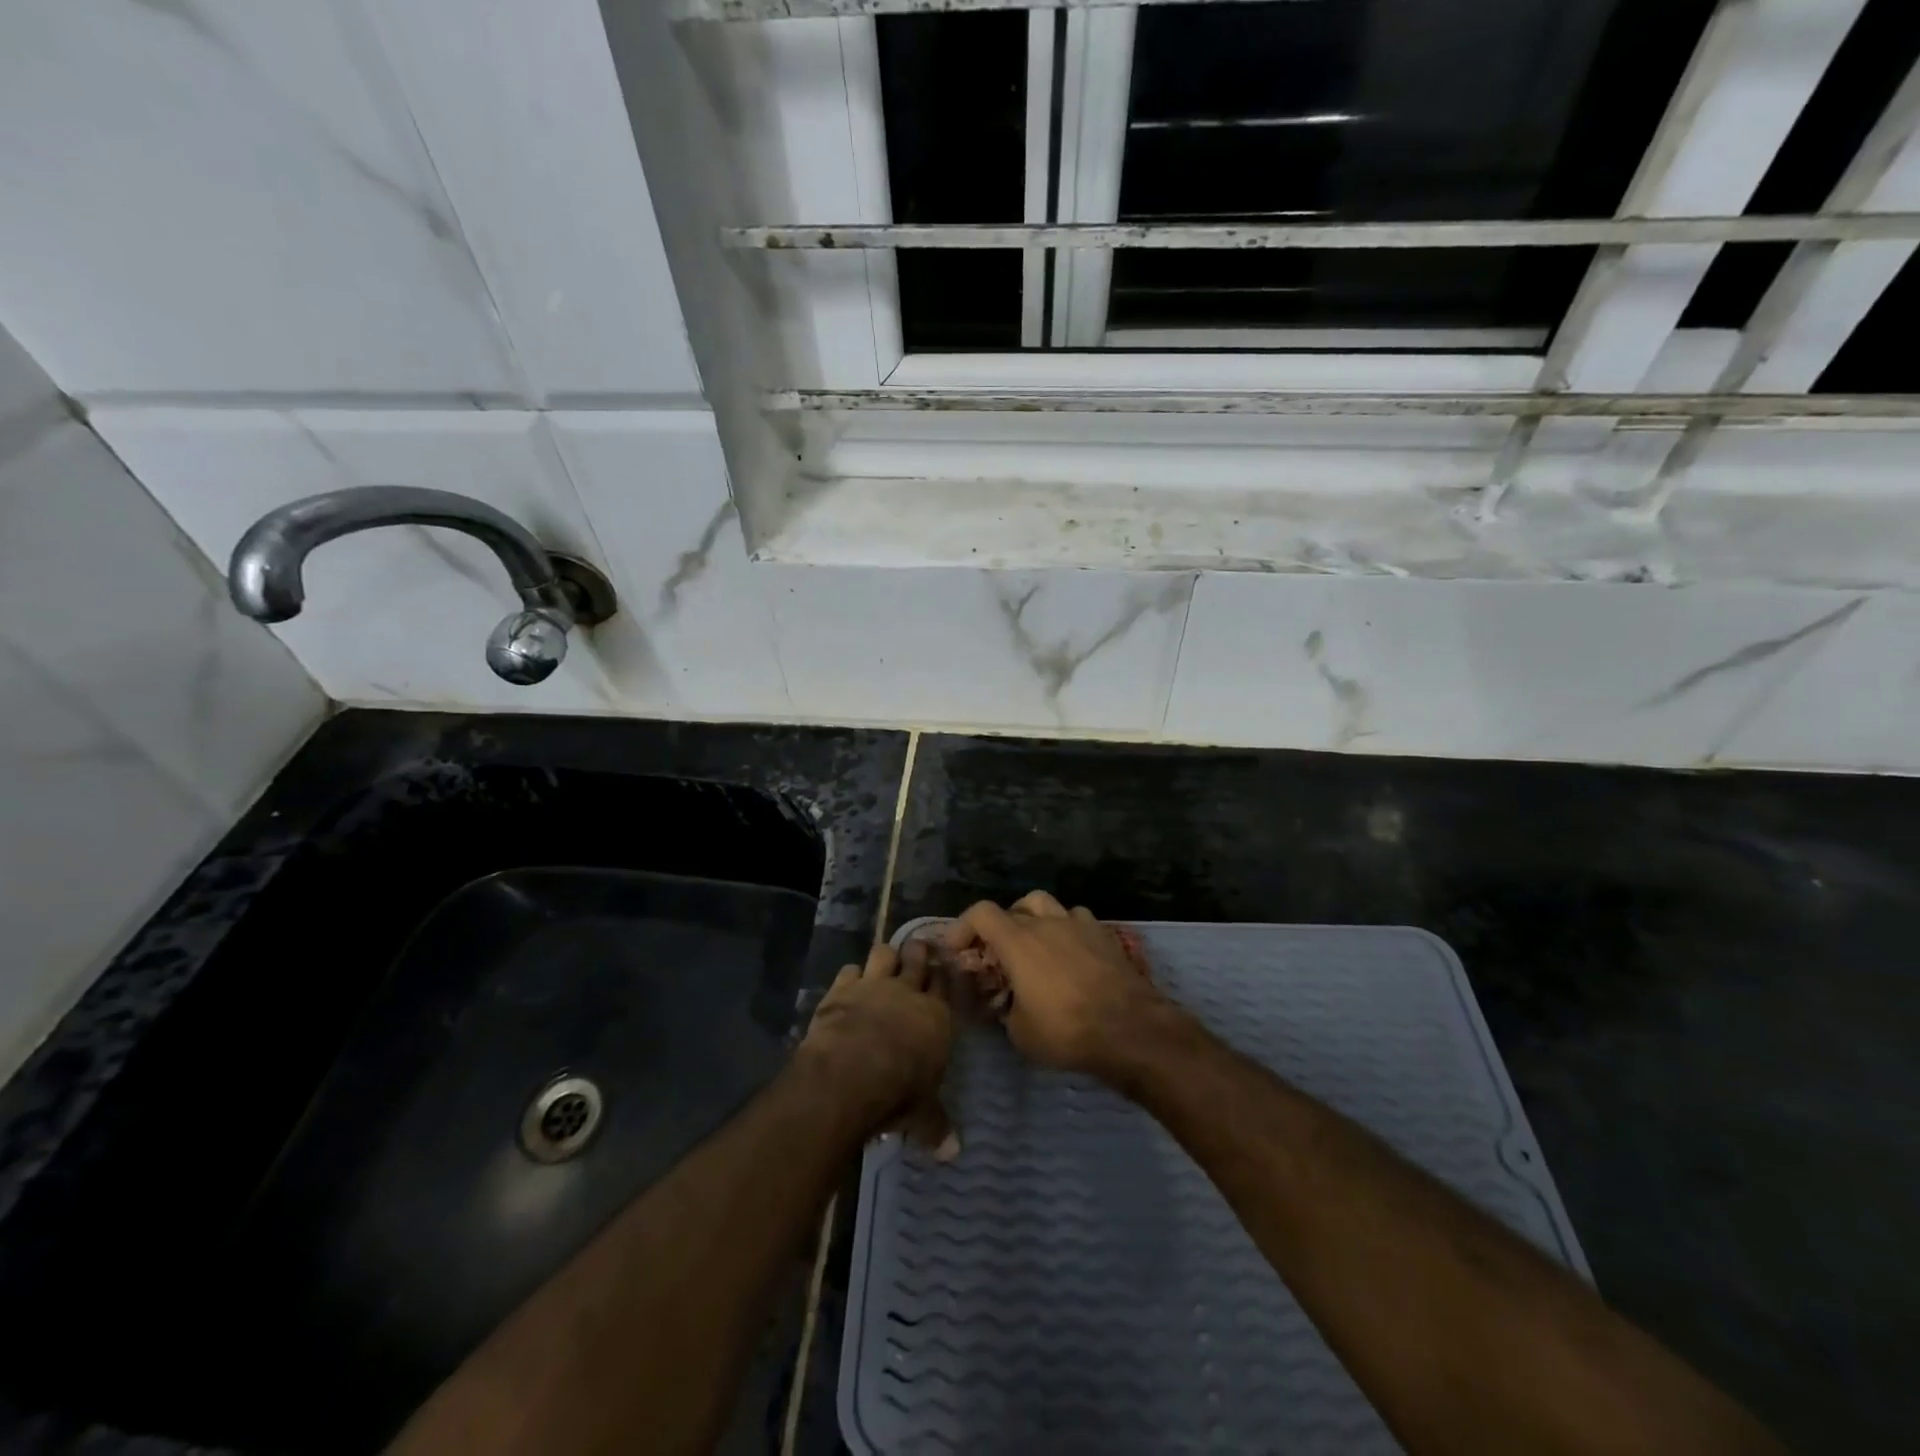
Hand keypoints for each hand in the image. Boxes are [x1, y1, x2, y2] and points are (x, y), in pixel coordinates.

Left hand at [799, 940, 957, 1159]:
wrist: (849, 1074)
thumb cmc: (897, 1093)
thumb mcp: (923, 1115)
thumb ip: (936, 1126)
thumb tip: (954, 1152)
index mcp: (936, 1016)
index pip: (946, 984)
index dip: (944, 975)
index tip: (943, 968)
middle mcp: (908, 992)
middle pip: (916, 958)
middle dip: (918, 951)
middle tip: (918, 949)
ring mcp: (873, 986)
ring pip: (883, 954)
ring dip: (885, 956)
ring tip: (885, 959)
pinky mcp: (841, 989)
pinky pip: (849, 970)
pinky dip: (850, 974)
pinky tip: (849, 981)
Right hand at [940, 891, 1175, 1080]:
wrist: (1129, 1028)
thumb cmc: (1067, 1031)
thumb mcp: (1020, 1033)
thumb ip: (1005, 1008)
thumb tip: (1006, 1003)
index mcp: (1018, 942)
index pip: (981, 912)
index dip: (963, 926)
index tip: (958, 949)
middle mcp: (1046, 923)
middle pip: (1013, 908)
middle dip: (998, 928)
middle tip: (997, 953)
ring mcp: (1078, 924)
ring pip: (1046, 904)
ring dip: (1032, 919)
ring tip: (1033, 943)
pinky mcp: (1104, 934)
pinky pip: (1076, 918)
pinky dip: (1065, 928)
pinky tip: (1069, 950)